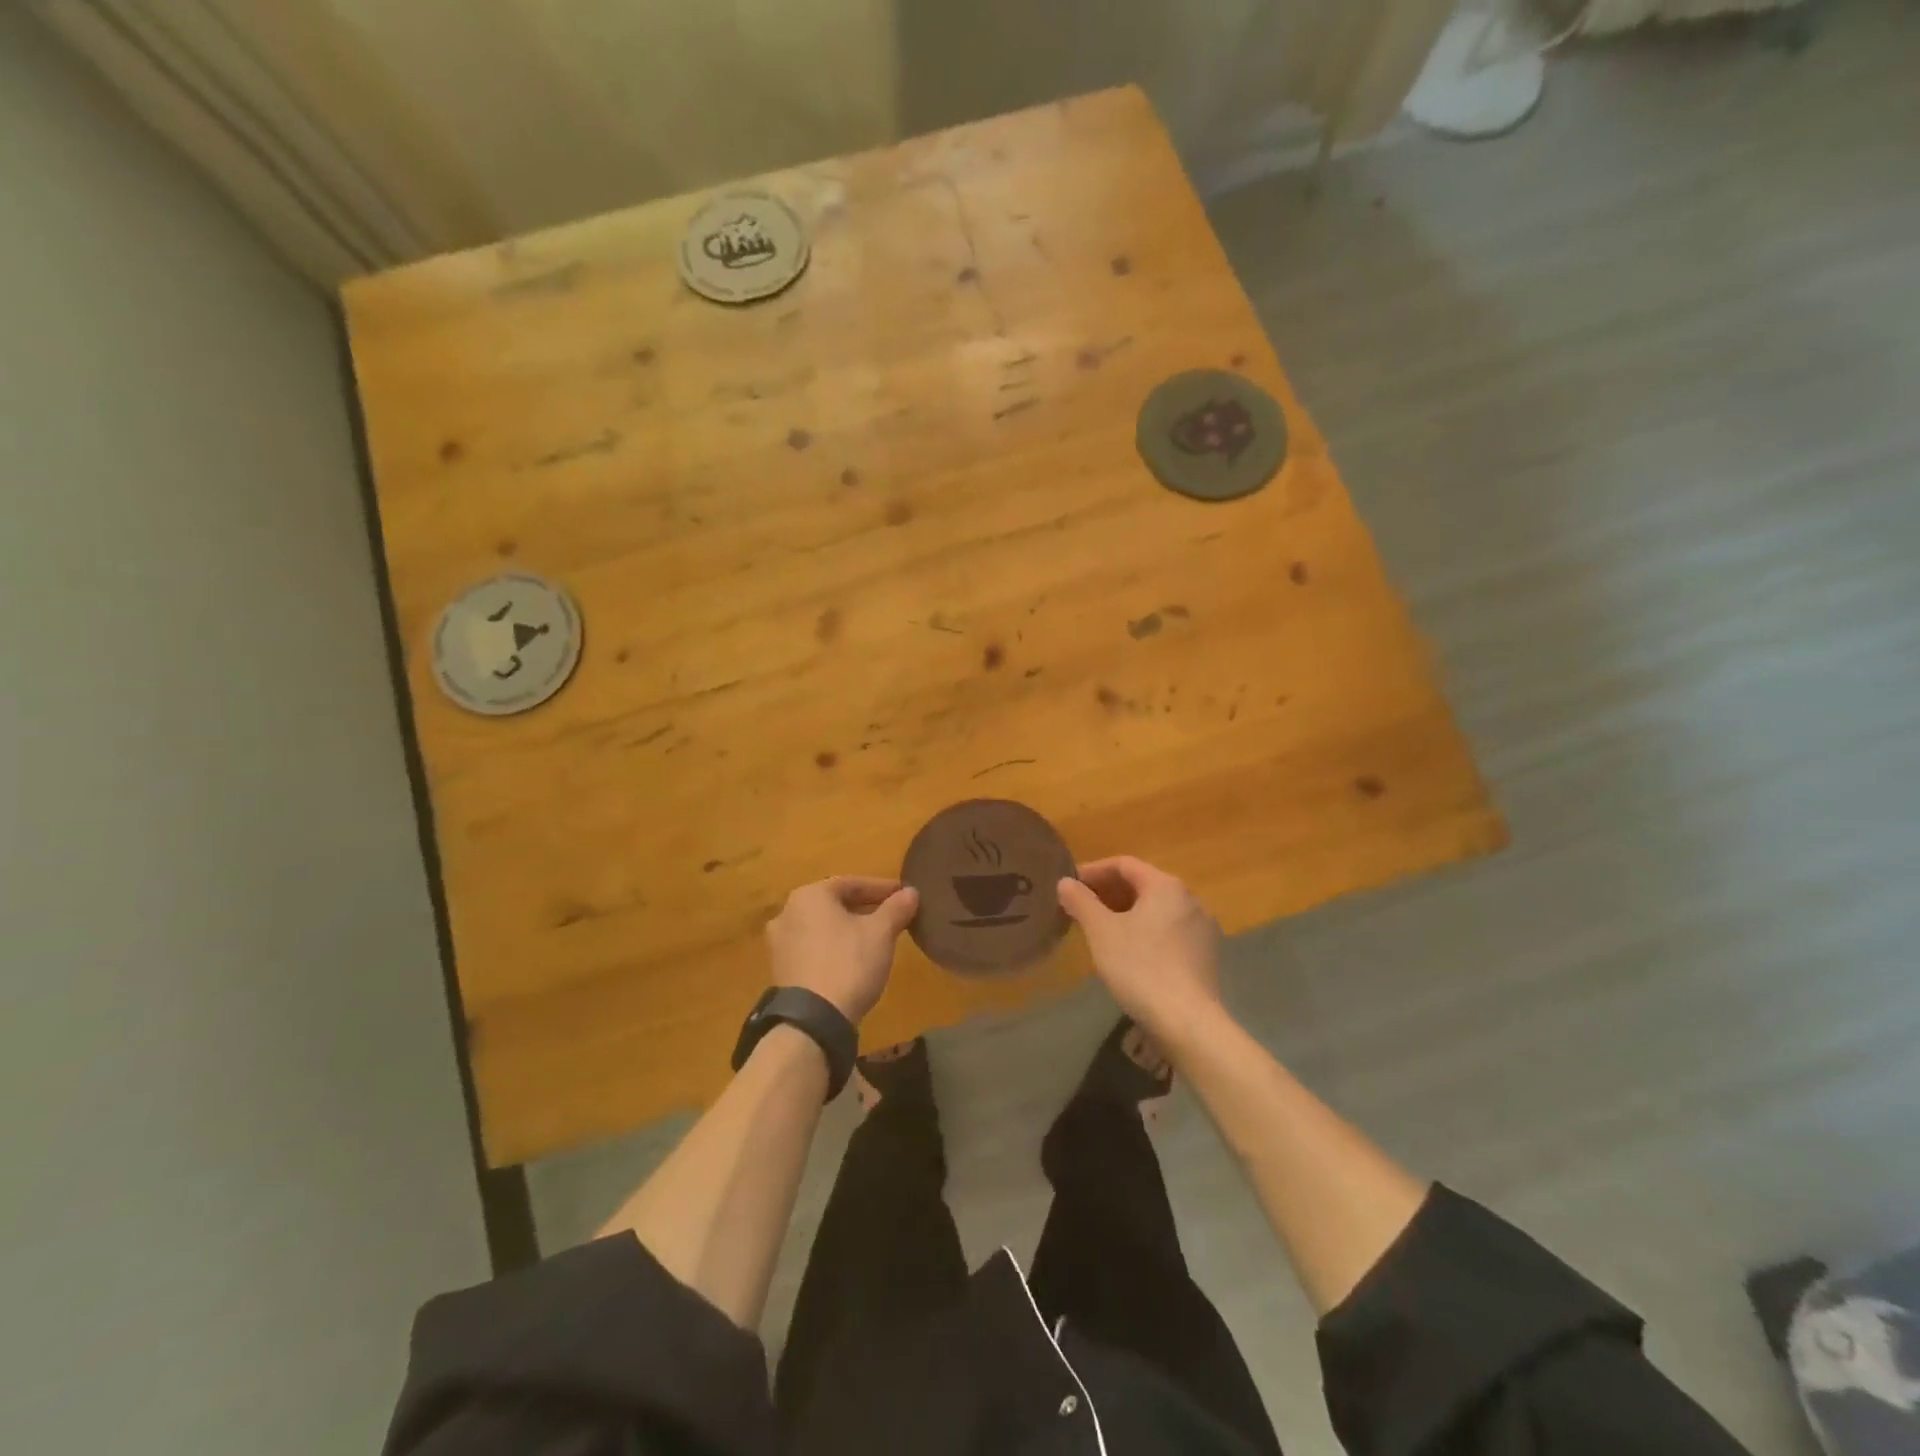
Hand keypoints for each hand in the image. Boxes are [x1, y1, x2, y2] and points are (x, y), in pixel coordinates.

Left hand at [765, 877, 918, 1024]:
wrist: (813, 1020)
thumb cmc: (849, 963)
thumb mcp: (881, 933)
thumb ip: (896, 908)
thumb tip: (911, 892)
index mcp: (809, 895)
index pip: (851, 883)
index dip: (881, 888)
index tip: (903, 895)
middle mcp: (787, 912)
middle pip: (834, 904)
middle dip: (864, 908)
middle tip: (892, 916)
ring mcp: (779, 943)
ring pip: (822, 926)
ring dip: (848, 928)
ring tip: (875, 939)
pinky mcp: (781, 969)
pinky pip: (812, 947)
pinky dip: (833, 947)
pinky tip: (852, 960)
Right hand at [1057, 857, 1225, 1042]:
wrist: (1187, 1022)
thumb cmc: (1140, 968)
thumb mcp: (1101, 932)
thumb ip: (1081, 901)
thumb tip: (1065, 882)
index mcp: (1166, 886)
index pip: (1124, 864)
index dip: (1094, 871)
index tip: (1070, 884)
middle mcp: (1190, 899)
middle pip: (1143, 885)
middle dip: (1109, 893)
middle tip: (1081, 907)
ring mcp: (1202, 928)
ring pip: (1157, 909)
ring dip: (1127, 913)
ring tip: (1100, 929)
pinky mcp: (1206, 955)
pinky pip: (1169, 931)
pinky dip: (1145, 931)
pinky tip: (1129, 952)